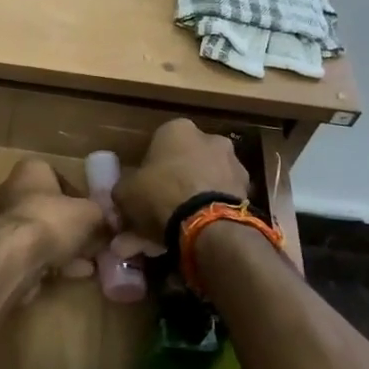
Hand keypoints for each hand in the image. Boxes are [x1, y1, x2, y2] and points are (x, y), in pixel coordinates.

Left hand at [0, 158, 108, 290]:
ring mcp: (2, 222)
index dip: (77, 194)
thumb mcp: (89, 213)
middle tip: (92, 239)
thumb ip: (100, 213)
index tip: (92, 211)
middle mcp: (10, 191)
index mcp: (30, 170)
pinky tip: (76, 273)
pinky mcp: (0, 250)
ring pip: (40, 232)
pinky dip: (53, 261)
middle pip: (47, 206)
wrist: (13, 257)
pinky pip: (33, 253)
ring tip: (90, 260)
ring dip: (64, 246)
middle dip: (71, 224)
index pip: (56, 175)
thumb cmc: (51, 220)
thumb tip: (108, 220)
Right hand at [115, 120, 249, 240]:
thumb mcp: (125, 192)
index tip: (140, 189)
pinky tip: (188, 239)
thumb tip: (122, 198)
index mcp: (178, 129)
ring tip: (170, 235)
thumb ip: (123, 191)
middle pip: (183, 163)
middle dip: (170, 186)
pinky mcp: (246, 192)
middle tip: (154, 213)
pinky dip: (203, 217)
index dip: (147, 168)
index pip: (158, 143)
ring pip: (201, 185)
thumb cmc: (160, 194)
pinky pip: (216, 202)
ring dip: (187, 204)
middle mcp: (210, 139)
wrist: (208, 224)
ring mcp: (233, 166)